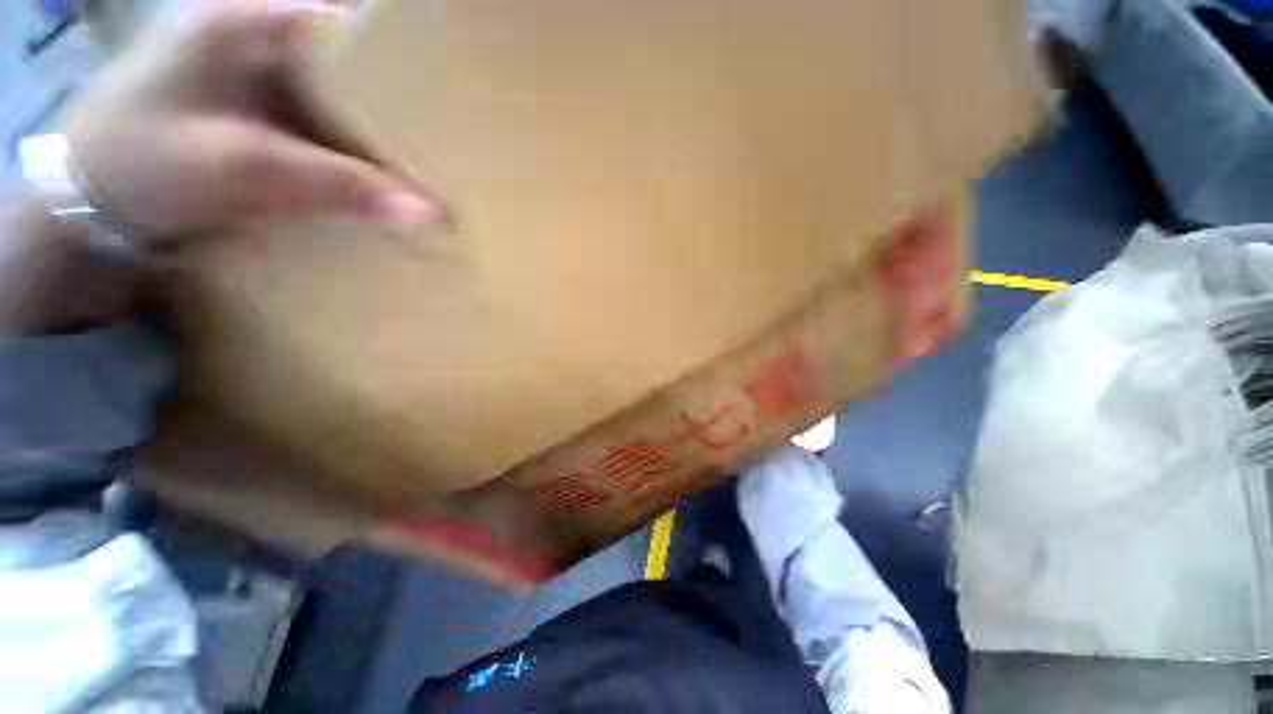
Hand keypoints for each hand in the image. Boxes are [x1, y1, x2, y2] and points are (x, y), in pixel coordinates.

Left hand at [63, 0, 440, 237]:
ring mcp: (256, 76)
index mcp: (251, 20)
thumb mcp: (241, 166)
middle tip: (447, 137)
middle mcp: (259, 36)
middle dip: (399, 99)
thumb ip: (339, 184)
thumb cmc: (143, 162)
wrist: (87, 200)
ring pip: (340, 95)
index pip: (351, 22)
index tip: (450, 98)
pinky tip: (376, 170)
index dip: (405, 56)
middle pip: (351, 61)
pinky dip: (352, 147)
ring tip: (427, 157)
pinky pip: (322, 123)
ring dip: (378, 128)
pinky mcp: (255, 111)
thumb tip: (430, 213)